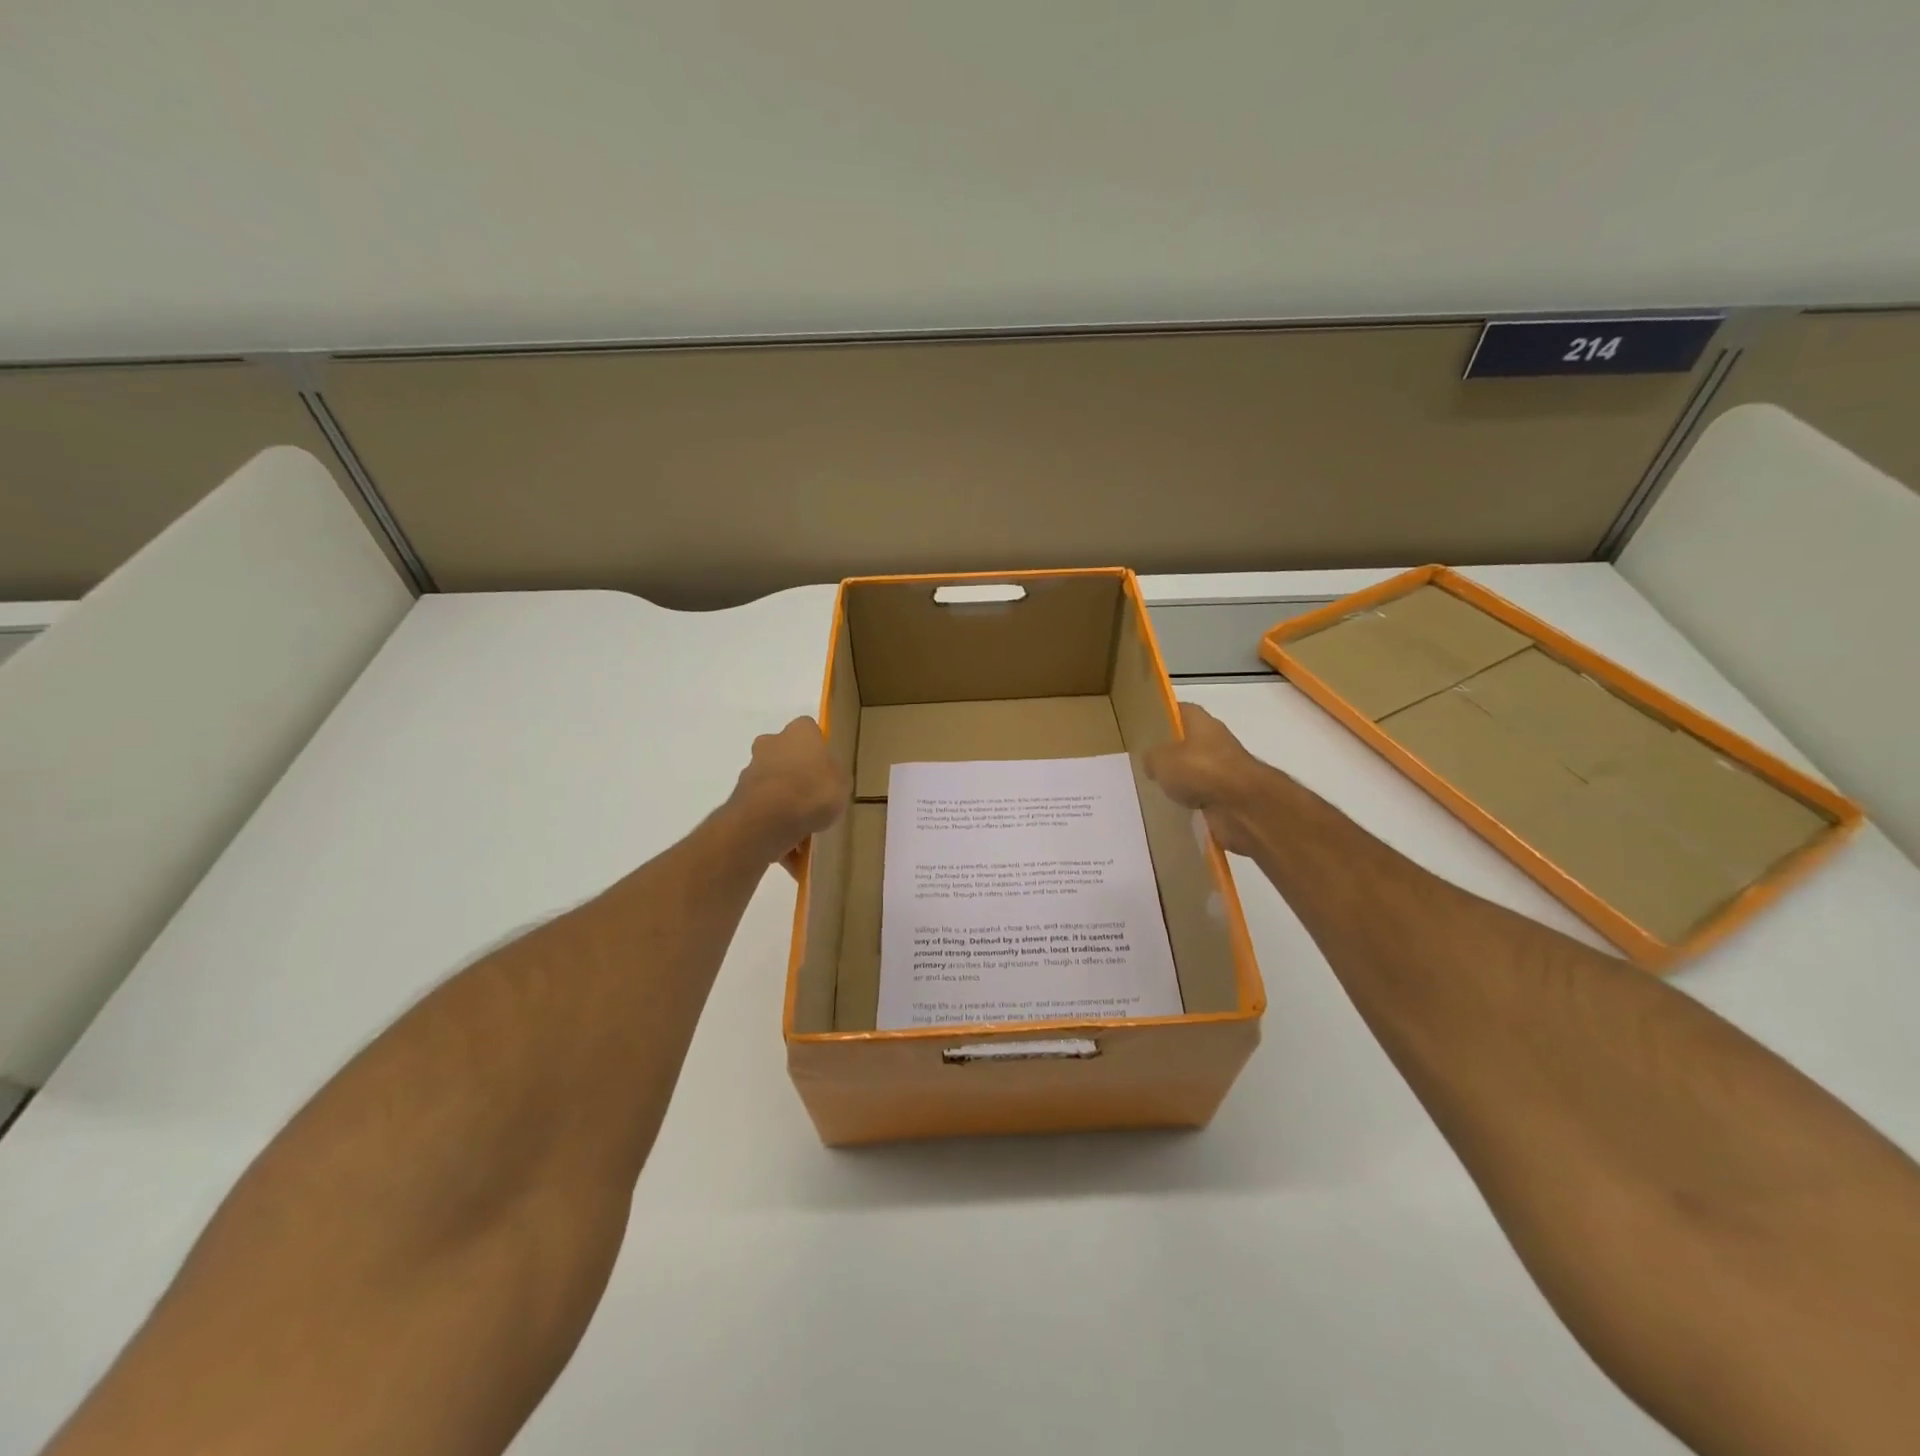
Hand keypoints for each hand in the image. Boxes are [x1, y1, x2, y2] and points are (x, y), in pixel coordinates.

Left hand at [725, 716, 850, 873]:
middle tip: (813, 800)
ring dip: (783, 804)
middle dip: (796, 776)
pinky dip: (774, 827)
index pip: (809, 731)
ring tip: (802, 834)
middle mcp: (770, 743)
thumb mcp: (843, 783)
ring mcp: (751, 771)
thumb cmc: (813, 791)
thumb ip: (834, 776)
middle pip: (785, 757)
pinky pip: (763, 812)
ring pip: (773, 787)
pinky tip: (789, 849)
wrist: (769, 819)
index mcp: (799, 732)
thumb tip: (826, 778)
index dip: (818, 751)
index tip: (826, 771)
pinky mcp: (739, 799)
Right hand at [1143, 702, 1269, 855]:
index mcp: (1200, 721)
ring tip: (1155, 786)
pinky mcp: (1228, 793)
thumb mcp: (1161, 759)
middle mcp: (1214, 739)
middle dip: (1168, 751)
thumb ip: (1151, 757)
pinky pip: (1202, 792)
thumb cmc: (1201, 770)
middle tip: (1145, 761)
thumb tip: (1151, 762)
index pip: (1177, 710)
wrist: (1243, 805)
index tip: (1144, 727)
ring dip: (1180, 778)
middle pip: (1186, 741)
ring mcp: (1223, 767)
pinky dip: (1191, 798)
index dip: (1161, 716)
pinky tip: (1174, 805)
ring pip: (1194, 768)